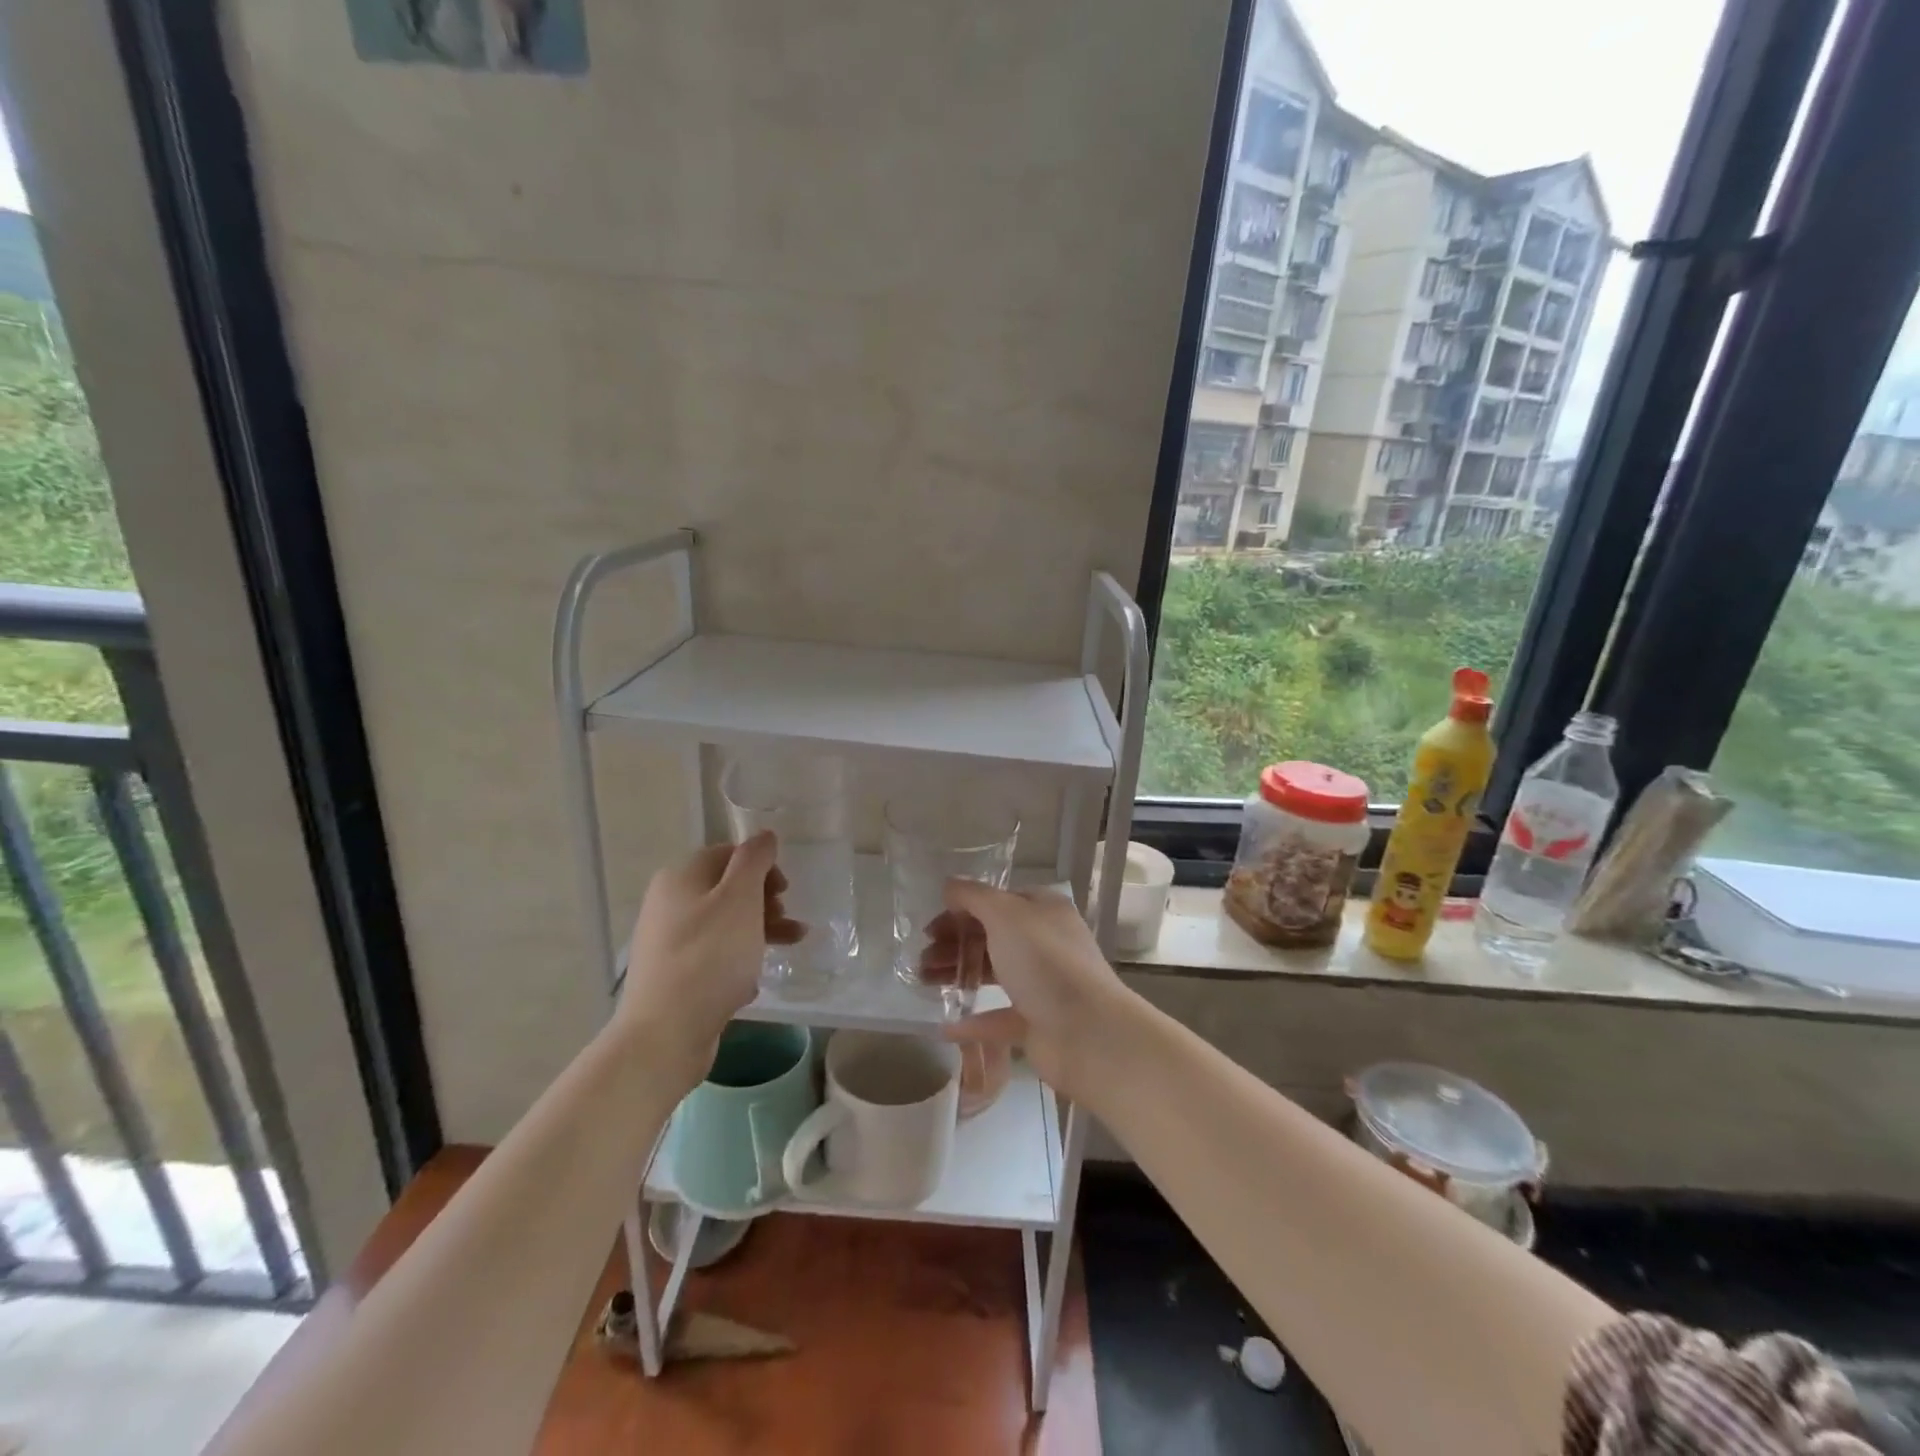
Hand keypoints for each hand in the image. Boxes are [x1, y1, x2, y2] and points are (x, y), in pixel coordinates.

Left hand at [615, 833, 803, 1086]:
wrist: (665, 1034)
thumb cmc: (709, 958)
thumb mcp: (739, 899)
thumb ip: (754, 862)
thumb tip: (763, 835)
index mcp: (680, 878)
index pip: (728, 854)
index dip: (761, 866)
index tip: (786, 889)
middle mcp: (668, 903)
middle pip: (727, 889)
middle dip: (764, 900)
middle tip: (786, 919)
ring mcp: (668, 941)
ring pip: (724, 923)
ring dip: (760, 929)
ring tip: (792, 945)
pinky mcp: (674, 975)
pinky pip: (714, 955)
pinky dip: (739, 959)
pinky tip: (755, 979)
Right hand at [931, 881, 1132, 1095]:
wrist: (1087, 1033)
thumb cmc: (1045, 962)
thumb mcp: (1005, 914)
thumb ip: (974, 896)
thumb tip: (950, 885)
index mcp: (1043, 911)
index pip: (998, 902)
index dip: (963, 910)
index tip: (932, 926)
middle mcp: (1045, 943)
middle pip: (992, 936)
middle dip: (954, 943)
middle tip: (922, 956)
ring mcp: (1042, 984)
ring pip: (993, 973)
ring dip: (958, 974)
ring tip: (924, 981)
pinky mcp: (1037, 1023)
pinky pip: (998, 1017)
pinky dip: (973, 1020)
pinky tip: (945, 1025)